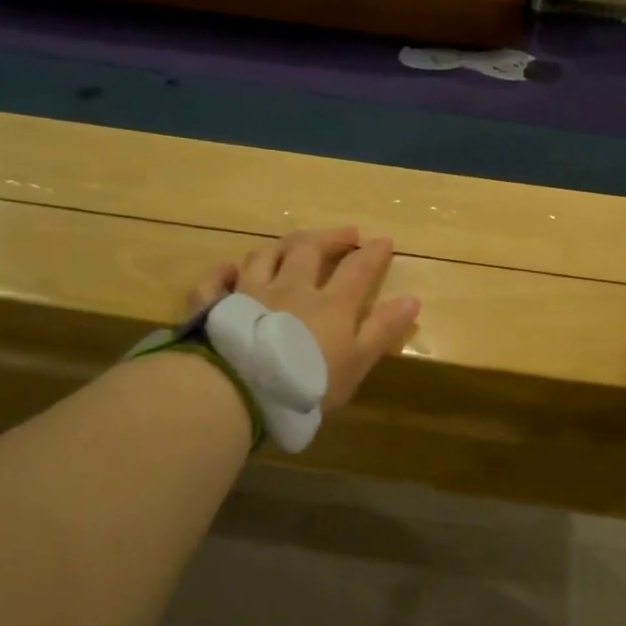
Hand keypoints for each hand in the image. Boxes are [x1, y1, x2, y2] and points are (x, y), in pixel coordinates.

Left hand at [187, 227, 419, 409]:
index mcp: (329, 303)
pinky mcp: (213, 307)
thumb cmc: (305, 383)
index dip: (372, 253)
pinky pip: (215, 281)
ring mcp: (248, 293)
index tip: (384, 240)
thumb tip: (412, 299)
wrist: (239, 391)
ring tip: (293, 244)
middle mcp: (289, 287)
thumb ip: (382, 330)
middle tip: (346, 233)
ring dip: (282, 246)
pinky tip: (229, 270)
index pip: (357, 269)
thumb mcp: (356, 363)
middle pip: (309, 250)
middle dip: (330, 238)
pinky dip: (223, 272)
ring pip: (264, 256)